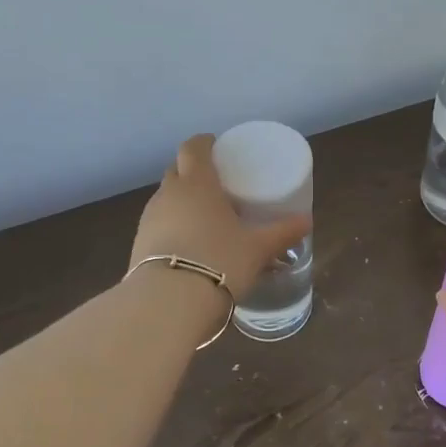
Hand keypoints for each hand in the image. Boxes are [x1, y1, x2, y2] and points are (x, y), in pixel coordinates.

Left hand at [131, 135, 310, 297]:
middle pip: (177, 171)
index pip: (193, 148)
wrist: (168, 303)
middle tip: (217, 184)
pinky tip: (190, 245)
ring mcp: (149, 220)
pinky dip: (173, 226)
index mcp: (197, 184)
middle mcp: (168, 195)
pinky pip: (159, 225)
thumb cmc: (219, 261)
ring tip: (206, 218)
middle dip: (193, 172)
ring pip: (166, 199)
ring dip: (182, 201)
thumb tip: (306, 221)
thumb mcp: (258, 248)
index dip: (204, 143)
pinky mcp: (138, 245)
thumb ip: (282, 232)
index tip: (216, 145)